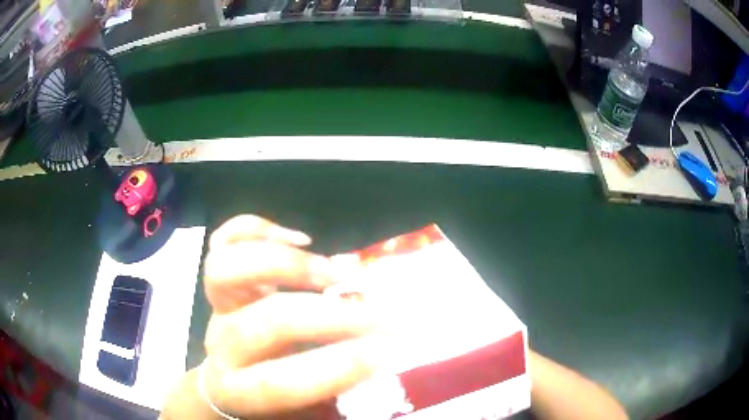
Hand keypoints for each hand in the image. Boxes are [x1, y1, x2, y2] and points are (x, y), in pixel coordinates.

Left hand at [161, 215, 378, 418]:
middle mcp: (221, 344)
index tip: (386, 352)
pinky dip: (258, 229)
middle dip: (329, 317)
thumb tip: (381, 363)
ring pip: (225, 270)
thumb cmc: (268, 398)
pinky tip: (299, 239)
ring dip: (287, 265)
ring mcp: (216, 307)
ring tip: (335, 271)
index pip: (278, 383)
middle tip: (379, 314)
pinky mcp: (219, 280)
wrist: (230, 378)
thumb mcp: (298, 411)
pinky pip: (223, 240)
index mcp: (237, 389)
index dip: (333, 368)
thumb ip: (333, 394)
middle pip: (264, 323)